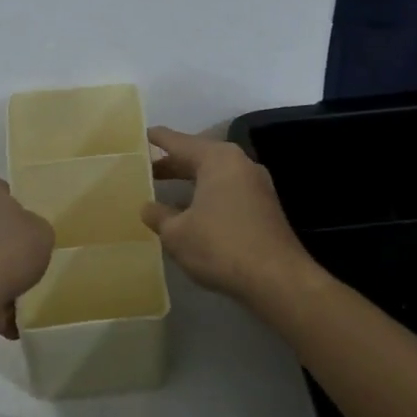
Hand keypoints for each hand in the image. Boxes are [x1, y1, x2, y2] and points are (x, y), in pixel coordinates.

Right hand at [140, 127, 312, 302]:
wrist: (277, 280)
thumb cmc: (221, 246)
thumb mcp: (177, 233)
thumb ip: (158, 215)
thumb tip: (148, 207)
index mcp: (217, 159)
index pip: (179, 141)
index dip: (156, 139)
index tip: (140, 135)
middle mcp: (240, 164)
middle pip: (198, 156)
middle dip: (172, 163)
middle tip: (145, 170)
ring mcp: (256, 185)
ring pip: (214, 175)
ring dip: (190, 182)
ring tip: (164, 192)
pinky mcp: (264, 207)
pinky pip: (227, 191)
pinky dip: (206, 196)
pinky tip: (191, 214)